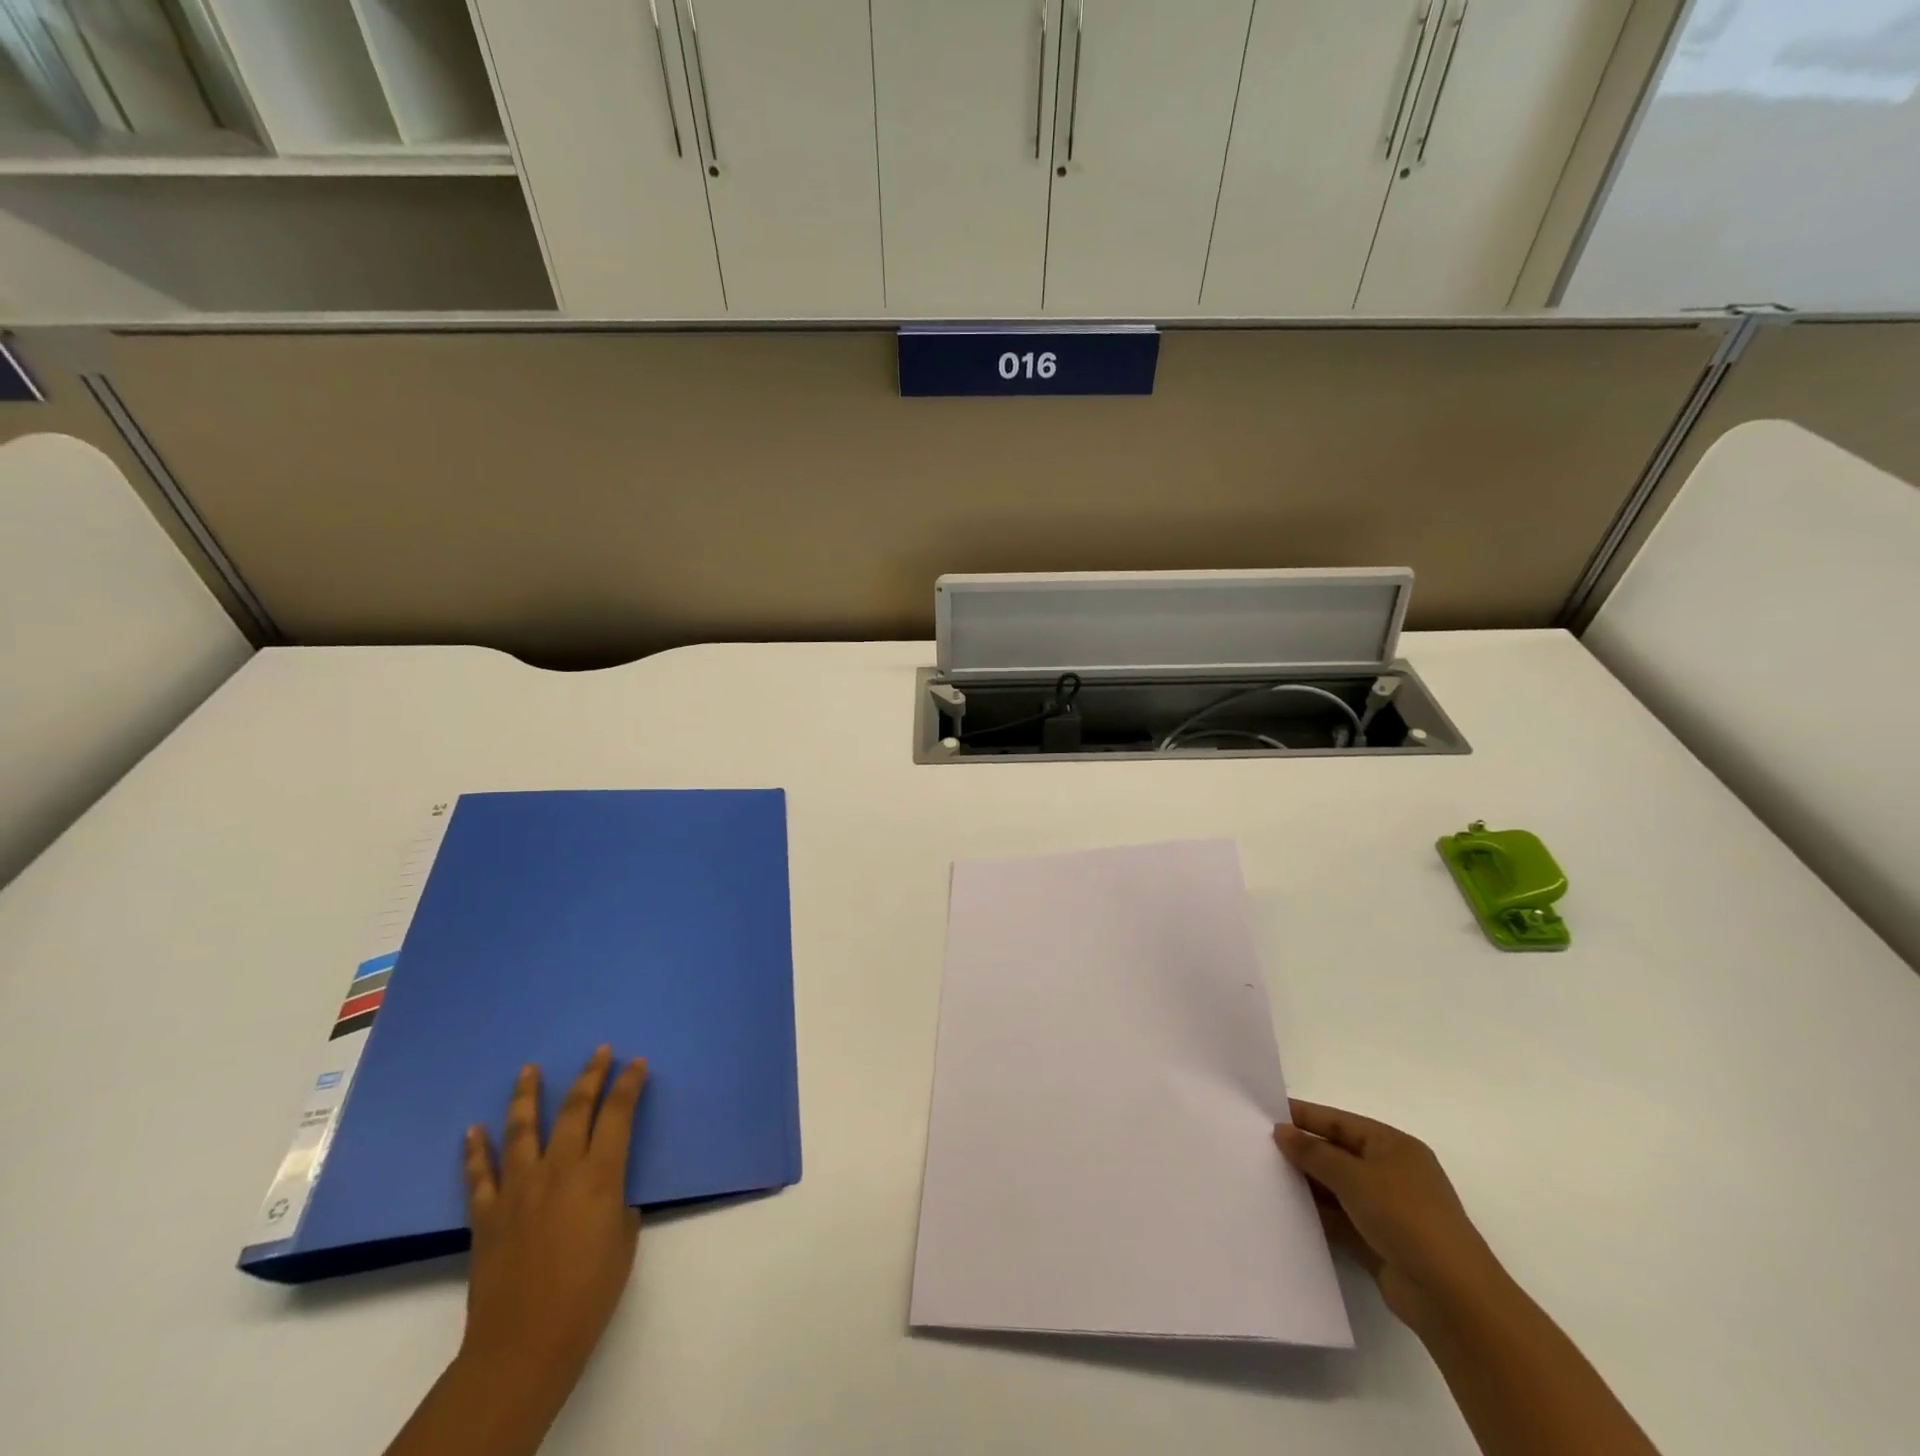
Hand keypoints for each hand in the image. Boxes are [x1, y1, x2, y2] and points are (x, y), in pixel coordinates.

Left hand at [461, 1047, 649, 1380]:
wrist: (525, 1343)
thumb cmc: (590, 1292)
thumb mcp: (624, 1239)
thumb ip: (616, 1204)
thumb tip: (604, 1193)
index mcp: (599, 1174)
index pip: (618, 1114)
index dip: (629, 1084)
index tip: (637, 1063)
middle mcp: (559, 1169)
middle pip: (575, 1109)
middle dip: (590, 1076)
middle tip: (598, 1051)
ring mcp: (518, 1189)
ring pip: (522, 1129)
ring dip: (526, 1096)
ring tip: (528, 1070)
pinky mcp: (486, 1215)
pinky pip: (480, 1175)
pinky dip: (476, 1151)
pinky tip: (474, 1130)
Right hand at [1274, 1099, 1507, 1330]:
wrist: (1452, 1300)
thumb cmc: (1406, 1219)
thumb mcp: (1354, 1177)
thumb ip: (1314, 1153)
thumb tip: (1281, 1131)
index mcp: (1394, 1146)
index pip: (1341, 1122)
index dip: (1305, 1117)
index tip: (1266, 1114)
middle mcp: (1392, 1173)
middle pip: (1338, 1153)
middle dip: (1303, 1151)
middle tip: (1259, 1146)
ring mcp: (1387, 1210)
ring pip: (1337, 1188)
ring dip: (1308, 1184)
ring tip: (1265, 1176)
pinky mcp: (1379, 1242)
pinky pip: (1340, 1219)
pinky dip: (1318, 1214)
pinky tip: (1287, 1210)